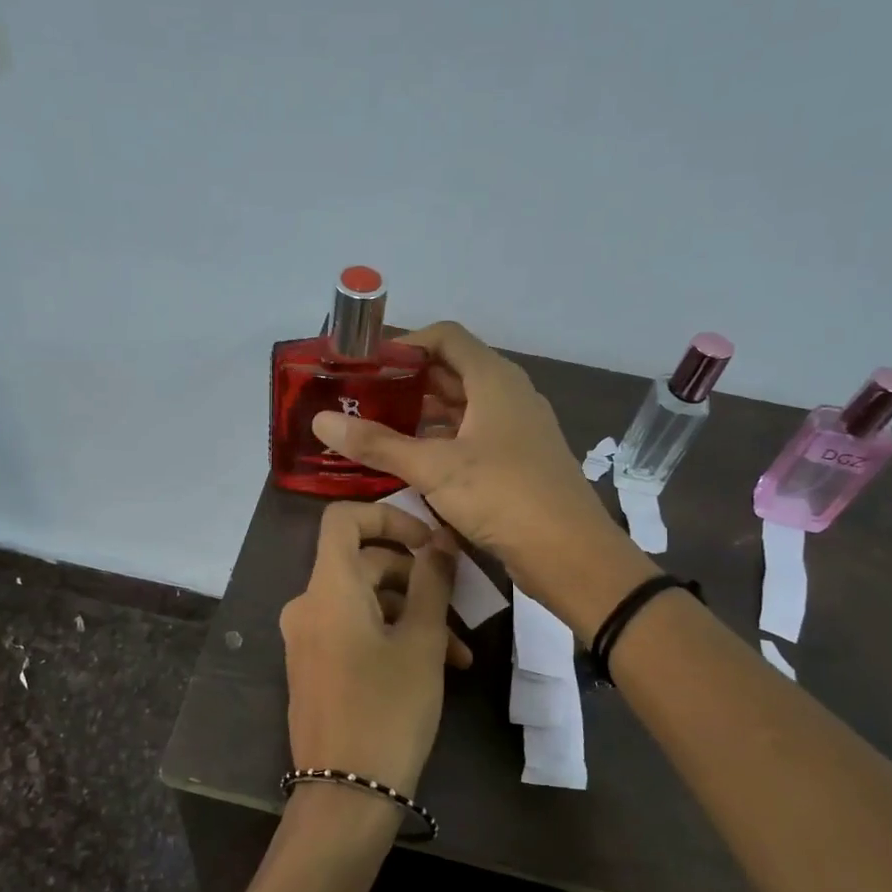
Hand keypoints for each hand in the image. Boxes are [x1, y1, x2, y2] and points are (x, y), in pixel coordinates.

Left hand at [280, 501, 458, 796]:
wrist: (345, 794)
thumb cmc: (389, 710)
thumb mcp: (422, 643)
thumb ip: (432, 582)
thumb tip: (440, 539)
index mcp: (328, 589)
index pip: (343, 519)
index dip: (388, 516)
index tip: (429, 541)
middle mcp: (308, 605)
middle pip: (363, 564)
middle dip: (416, 580)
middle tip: (460, 607)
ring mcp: (307, 638)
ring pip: (365, 603)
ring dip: (412, 616)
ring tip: (458, 654)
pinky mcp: (314, 665)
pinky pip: (353, 631)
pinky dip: (390, 637)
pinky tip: (435, 667)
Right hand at [312, 322, 651, 636]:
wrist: (570, 553)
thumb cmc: (503, 496)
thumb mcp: (433, 468)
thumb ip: (377, 443)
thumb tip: (321, 421)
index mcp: (494, 380)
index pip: (446, 337)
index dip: (405, 344)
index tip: (366, 365)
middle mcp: (509, 395)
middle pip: (452, 371)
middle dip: (407, 382)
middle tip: (362, 400)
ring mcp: (517, 429)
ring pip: (462, 408)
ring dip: (422, 415)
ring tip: (378, 430)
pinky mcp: (518, 461)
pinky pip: (473, 437)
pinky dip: (442, 441)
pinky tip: (412, 463)